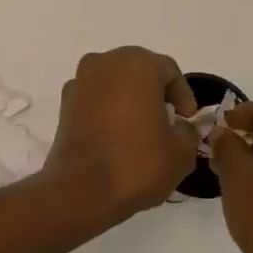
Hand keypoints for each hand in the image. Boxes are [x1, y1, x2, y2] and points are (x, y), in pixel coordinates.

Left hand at [43, 47, 200, 220]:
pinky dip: (107, 110)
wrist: (81, 190)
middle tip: (167, 121)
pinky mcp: (64, 103)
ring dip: (129, 99)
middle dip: (155, 93)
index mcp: (137, 64)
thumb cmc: (137, 163)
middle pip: (138, 71)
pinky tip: (115, 136)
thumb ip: (188, 131)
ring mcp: (80, 81)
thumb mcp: (181, 152)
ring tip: (140, 130)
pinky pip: (95, 99)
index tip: (187, 120)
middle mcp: (105, 62)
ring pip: (114, 83)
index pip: (169, 71)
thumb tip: (181, 127)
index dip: (183, 95)